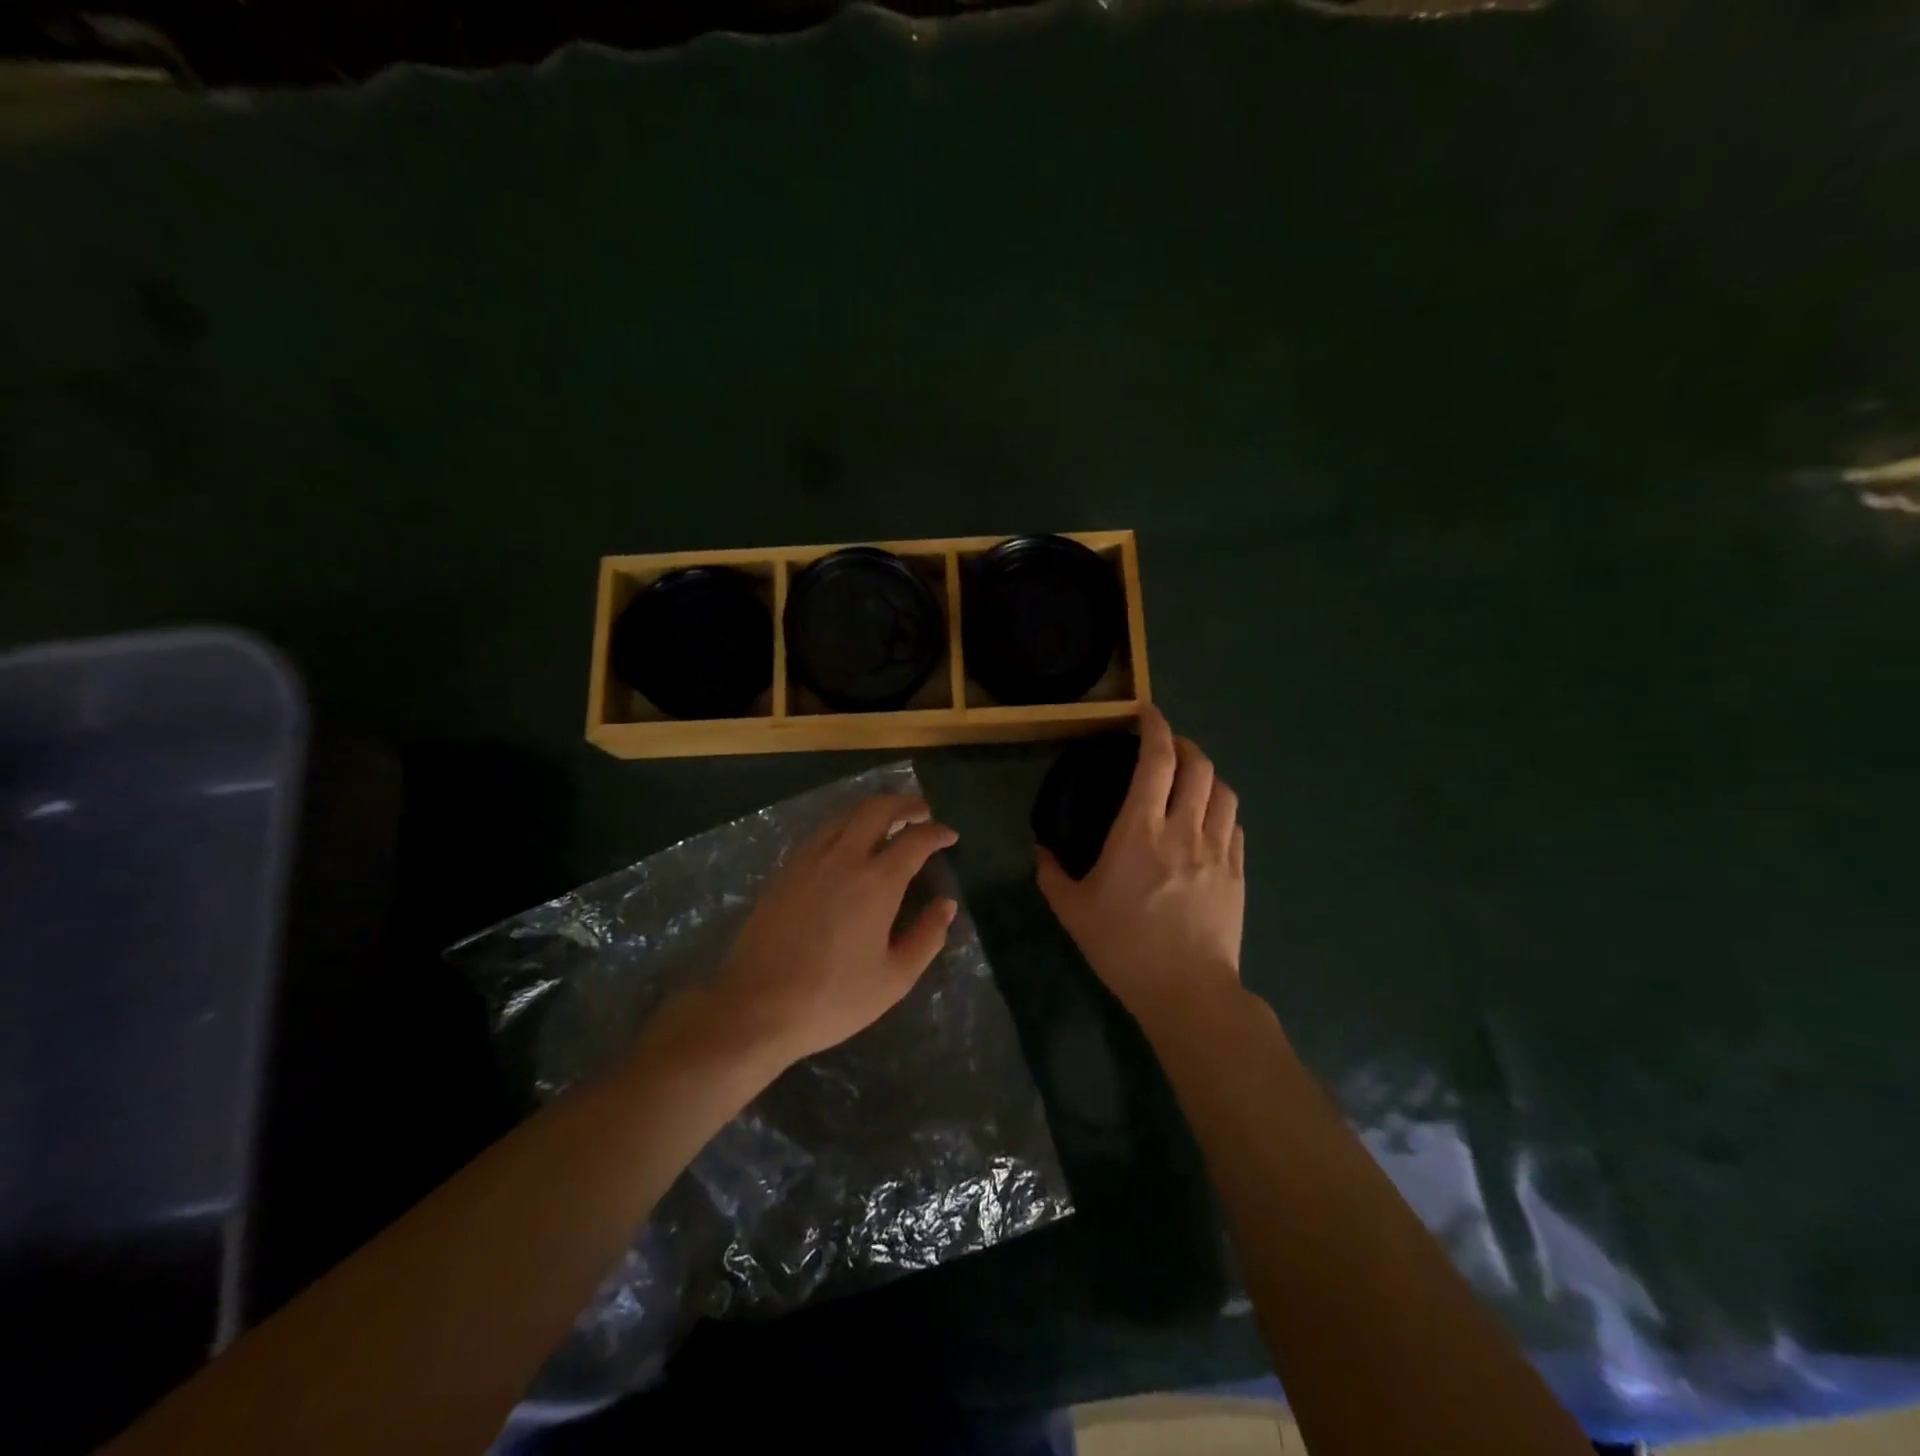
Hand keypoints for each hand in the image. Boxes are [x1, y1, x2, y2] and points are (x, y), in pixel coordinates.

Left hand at [711, 792, 958, 1068]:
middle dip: (905, 804)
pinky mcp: (785, 870)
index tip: (950, 836)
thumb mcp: (894, 979)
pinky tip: (849, 844)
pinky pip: (822, 832)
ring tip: (889, 822)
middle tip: (922, 812)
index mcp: (876, 882)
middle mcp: (843, 858)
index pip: (915, 840)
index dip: (937, 833)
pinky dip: (845, 825)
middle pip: (877, 809)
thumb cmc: (832, 998)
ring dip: (873, 810)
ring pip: (845, 815)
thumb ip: (927, 937)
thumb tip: (946, 905)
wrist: (756, 1006)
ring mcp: (809, 860)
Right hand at [1036, 705, 1245, 1032]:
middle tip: (1167, 745)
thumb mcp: (1072, 911)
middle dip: (1184, 744)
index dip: (1155, 728)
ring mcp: (1217, 850)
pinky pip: (1235, 824)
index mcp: (1140, 830)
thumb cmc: (1124, 946)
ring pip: (1223, 790)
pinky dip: (1221, 807)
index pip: (1157, 761)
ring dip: (1207, 773)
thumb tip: (1041, 851)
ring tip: (1191, 777)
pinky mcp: (1237, 872)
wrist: (1187, 991)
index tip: (1147, 713)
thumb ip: (1051, 874)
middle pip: (1198, 765)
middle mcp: (1184, 829)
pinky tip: (1209, 818)